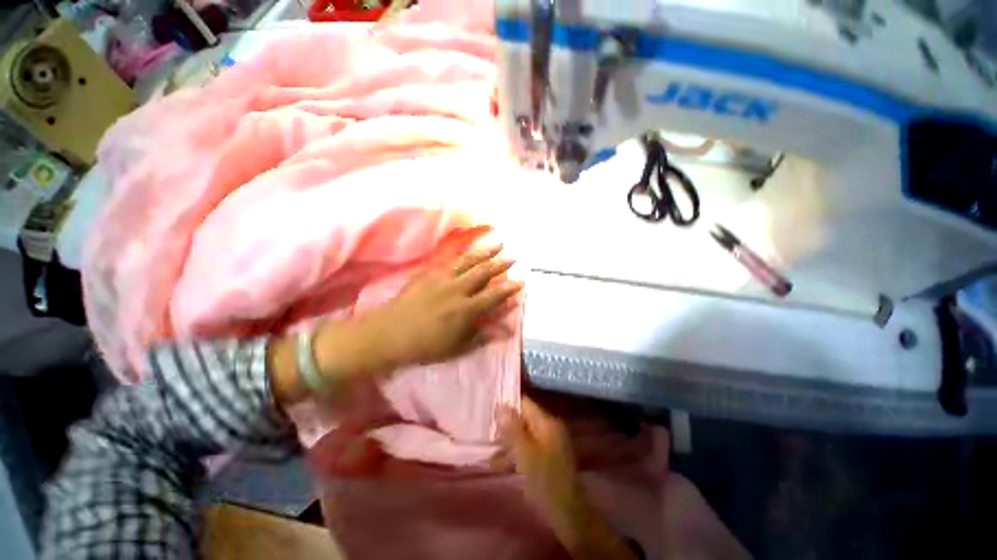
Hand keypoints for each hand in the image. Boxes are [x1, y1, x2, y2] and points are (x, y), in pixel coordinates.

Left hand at [269, 243, 522, 406]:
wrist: (387, 333)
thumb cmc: (424, 345)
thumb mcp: (456, 347)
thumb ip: (482, 336)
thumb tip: (506, 330)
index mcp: (465, 310)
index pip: (494, 296)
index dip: (509, 289)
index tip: (521, 281)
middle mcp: (457, 290)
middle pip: (483, 273)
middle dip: (500, 264)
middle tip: (513, 257)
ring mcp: (441, 279)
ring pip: (468, 262)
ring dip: (485, 252)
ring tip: (498, 243)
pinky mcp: (428, 273)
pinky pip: (450, 260)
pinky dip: (463, 253)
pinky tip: (470, 249)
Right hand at [498, 398, 579, 521]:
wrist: (568, 515)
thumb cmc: (545, 481)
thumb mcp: (524, 454)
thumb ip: (512, 429)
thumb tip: (500, 405)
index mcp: (547, 423)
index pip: (524, 403)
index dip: (507, 404)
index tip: (489, 409)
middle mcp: (549, 428)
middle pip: (523, 419)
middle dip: (504, 427)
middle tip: (485, 433)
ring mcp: (549, 443)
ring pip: (523, 435)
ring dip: (507, 444)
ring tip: (488, 455)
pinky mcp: (546, 458)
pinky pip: (527, 449)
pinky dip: (514, 455)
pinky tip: (498, 465)